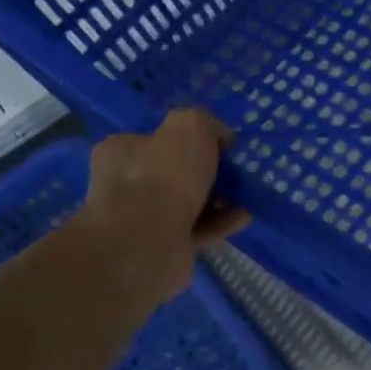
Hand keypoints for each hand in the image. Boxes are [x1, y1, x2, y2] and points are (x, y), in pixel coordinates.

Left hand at [71, 110, 248, 308]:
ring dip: (219, 199)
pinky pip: (198, 229)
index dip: (192, 139)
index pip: (158, 138)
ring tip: (248, 195)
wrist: (147, 242)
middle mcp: (125, 183)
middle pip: (175, 172)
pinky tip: (244, 217)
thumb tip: (217, 137)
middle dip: (208, 172)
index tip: (222, 145)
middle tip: (237, 172)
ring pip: (189, 203)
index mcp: (122, 150)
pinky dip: (221, 222)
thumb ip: (204, 122)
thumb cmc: (163, 176)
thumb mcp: (189, 127)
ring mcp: (141, 219)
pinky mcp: (162, 247)